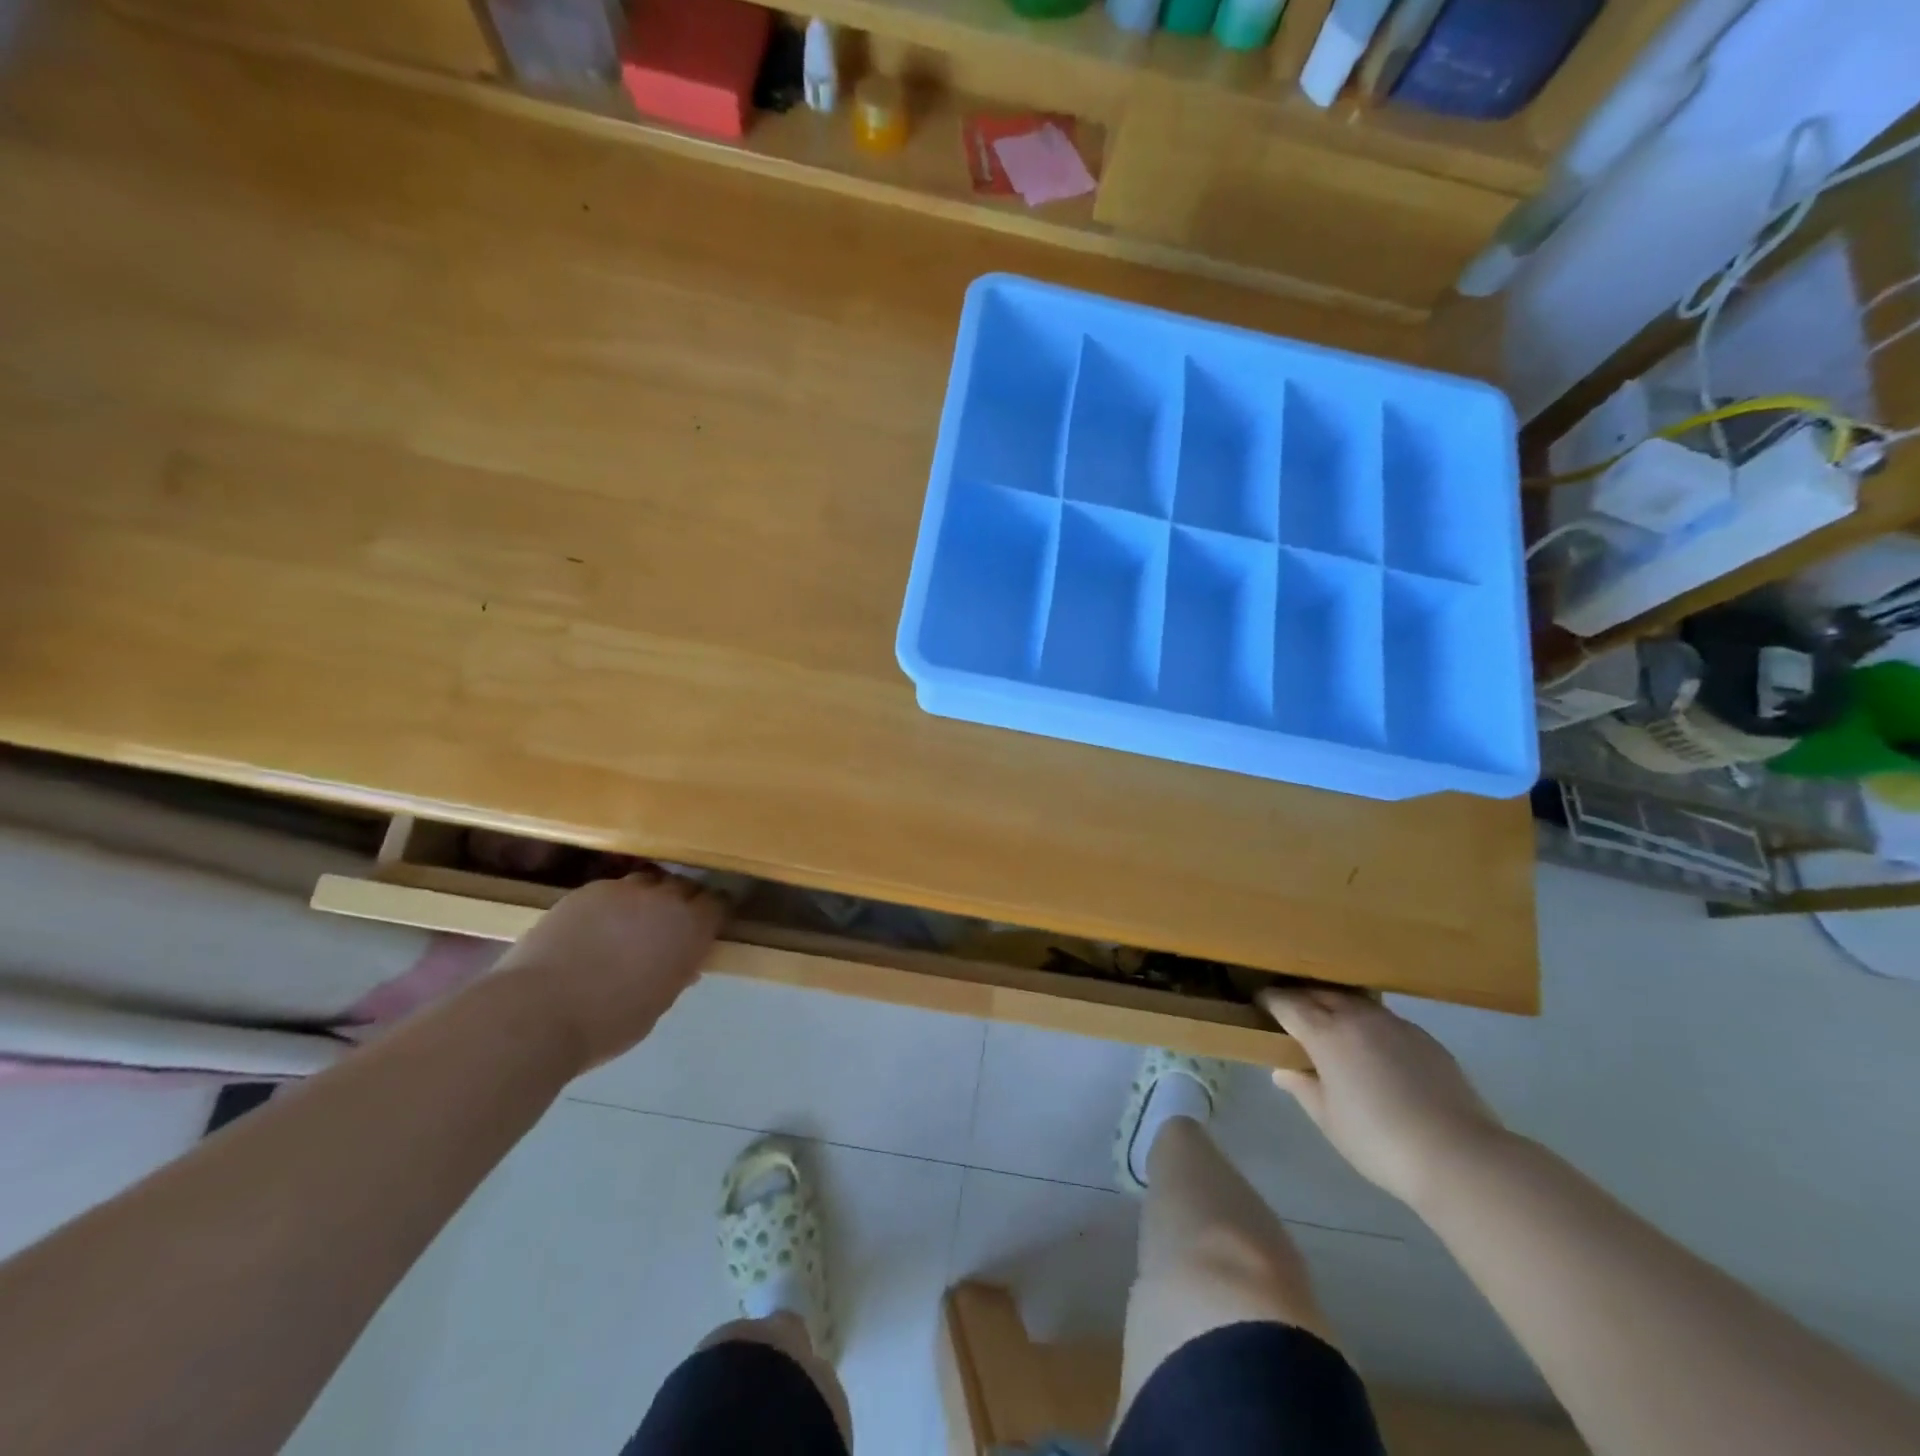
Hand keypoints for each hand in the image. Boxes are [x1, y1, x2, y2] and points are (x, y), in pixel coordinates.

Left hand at [494, 868, 723, 1071]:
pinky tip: (597, 927)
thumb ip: (676, 974)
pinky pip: (612, 890)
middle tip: (671, 925)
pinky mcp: (587, 890)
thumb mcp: (658, 1003)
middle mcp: (664, 899)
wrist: (538, 1011)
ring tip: (633, 922)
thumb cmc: (608, 1022)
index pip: (718, 904)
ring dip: (649, 898)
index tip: (708, 926)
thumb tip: (684, 965)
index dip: (714, 913)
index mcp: (690, 928)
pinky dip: (613, 904)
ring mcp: (624, 890)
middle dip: (683, 901)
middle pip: (685, 886)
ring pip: (649, 882)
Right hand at [1260, 989, 1509, 1208]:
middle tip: (1287, 1010)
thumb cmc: (1378, 1140)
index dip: (1268, 1000)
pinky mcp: (1424, 1038)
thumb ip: (1301, 1087)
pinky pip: (1383, 1019)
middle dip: (1299, 997)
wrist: (1459, 1156)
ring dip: (1334, 1005)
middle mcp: (1357, 1017)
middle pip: (1319, 993)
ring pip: (1353, 1001)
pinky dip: (1366, 1023)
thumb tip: (1282, 1069)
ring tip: (1327, 1023)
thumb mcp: (1328, 1119)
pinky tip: (1371, 1047)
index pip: (1287, 1003)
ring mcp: (1394, 1024)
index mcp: (1326, 1032)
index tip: (1257, 1003)